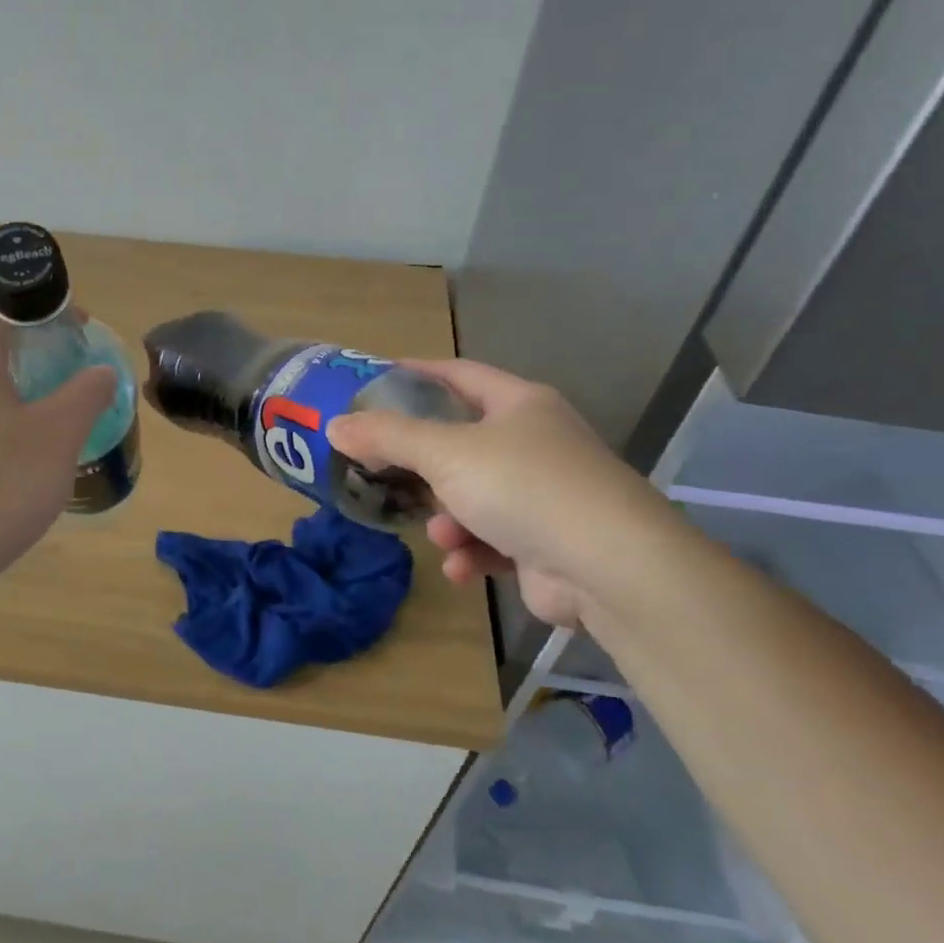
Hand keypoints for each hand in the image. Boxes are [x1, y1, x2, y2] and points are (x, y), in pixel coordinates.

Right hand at [326, 360, 668, 627]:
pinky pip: (493, 539)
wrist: (607, 566)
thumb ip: (388, 437)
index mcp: (520, 404)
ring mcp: (545, 493)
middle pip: (461, 443)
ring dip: (449, 519)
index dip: (417, 374)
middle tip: (381, 472)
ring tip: (443, 536)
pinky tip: (463, 568)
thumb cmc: (523, 487)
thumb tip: (335, 425)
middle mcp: (536, 442)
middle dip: (423, 466)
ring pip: (473, 497)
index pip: (459, 375)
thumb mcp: (446, 453)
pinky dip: (473, 551)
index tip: (375, 380)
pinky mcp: (547, 542)